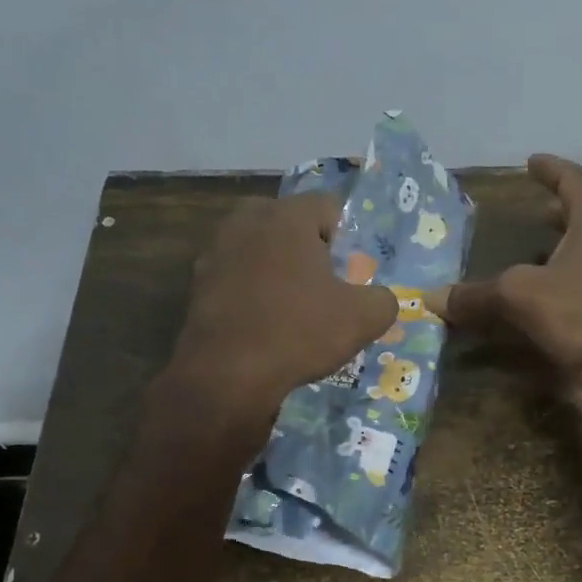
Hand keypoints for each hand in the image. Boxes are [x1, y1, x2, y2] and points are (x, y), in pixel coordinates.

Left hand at [167, 192, 397, 428]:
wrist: (226, 375)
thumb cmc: (298, 333)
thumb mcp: (362, 320)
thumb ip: (383, 300)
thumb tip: (381, 299)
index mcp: (287, 216)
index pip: (330, 207)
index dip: (349, 238)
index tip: (354, 272)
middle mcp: (247, 220)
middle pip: (292, 226)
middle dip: (311, 251)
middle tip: (327, 288)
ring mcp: (216, 251)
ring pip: (261, 251)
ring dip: (279, 271)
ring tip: (295, 309)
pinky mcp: (198, 284)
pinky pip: (238, 278)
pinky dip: (253, 293)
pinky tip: (265, 325)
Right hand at [432, 156, 581, 425]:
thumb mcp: (521, 295)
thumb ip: (476, 294)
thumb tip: (431, 298)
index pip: (573, 183)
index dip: (551, 170)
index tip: (531, 161)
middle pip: (581, 223)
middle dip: (554, 217)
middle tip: (528, 213)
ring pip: (576, 264)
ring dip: (549, 262)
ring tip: (518, 261)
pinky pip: (570, 301)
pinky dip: (547, 300)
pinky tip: (522, 311)